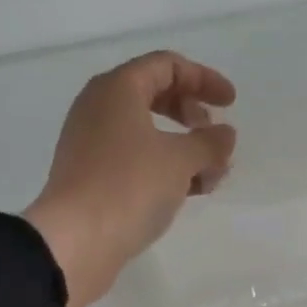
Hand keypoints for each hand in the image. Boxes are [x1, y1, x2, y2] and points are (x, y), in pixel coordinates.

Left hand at [24, 51, 236, 306]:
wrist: (75, 241)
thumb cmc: (129, 187)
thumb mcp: (181, 160)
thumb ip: (209, 143)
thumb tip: (224, 135)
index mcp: (117, 89)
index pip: (166, 66)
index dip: (204, 79)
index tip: (231, 104)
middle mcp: (99, 109)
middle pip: (155, 97)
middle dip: (192, 117)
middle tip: (215, 141)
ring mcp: (91, 145)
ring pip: (147, 135)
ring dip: (184, 150)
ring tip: (212, 177)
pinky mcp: (91, 178)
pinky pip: (134, 162)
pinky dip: (163, 170)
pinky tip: (188, 193)